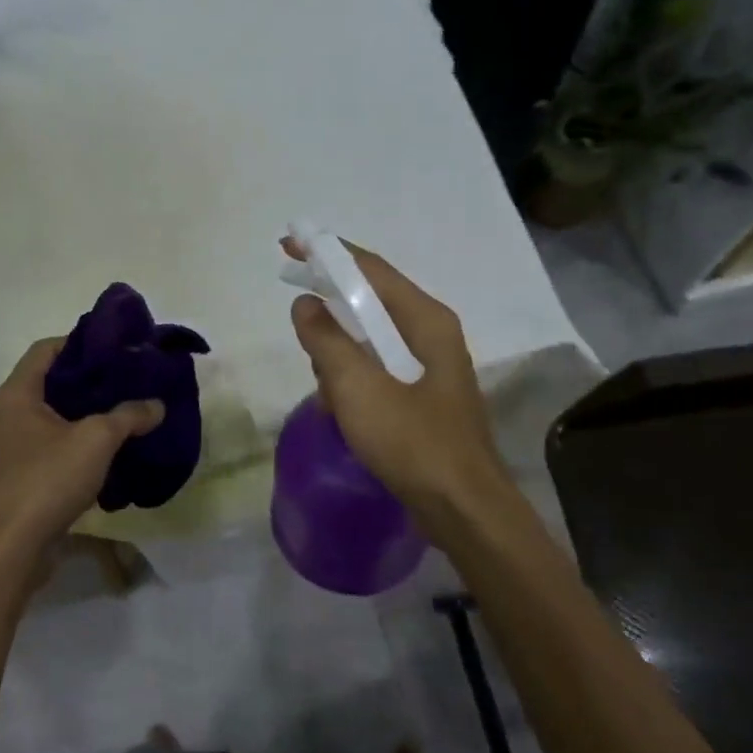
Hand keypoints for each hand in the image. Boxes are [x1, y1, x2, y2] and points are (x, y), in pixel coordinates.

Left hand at [0, 337, 165, 563]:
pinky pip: (54, 448)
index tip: (116, 348)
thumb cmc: (47, 479)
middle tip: (129, 380)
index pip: (46, 348)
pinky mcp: (21, 478)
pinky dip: (80, 445)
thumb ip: (129, 416)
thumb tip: (156, 405)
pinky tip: (110, 454)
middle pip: (52, 383)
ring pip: (55, 419)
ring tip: (126, 414)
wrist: (11, 548)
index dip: (80, 342)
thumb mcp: (96, 440)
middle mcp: (9, 415)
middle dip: (91, 381)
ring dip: (87, 416)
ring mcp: (12, 449)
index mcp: (18, 394)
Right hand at [286, 240, 511, 535]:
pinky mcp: (423, 397)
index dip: (328, 252)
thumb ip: (327, 341)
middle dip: (331, 304)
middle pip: (372, 301)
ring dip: (340, 353)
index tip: (290, 244)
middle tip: (295, 304)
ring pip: (372, 340)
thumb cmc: (413, 442)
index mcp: (425, 320)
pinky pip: (377, 371)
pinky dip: (353, 380)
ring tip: (322, 385)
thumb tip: (305, 304)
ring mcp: (430, 368)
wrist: (462, 509)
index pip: (371, 269)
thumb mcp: (358, 388)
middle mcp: (431, 334)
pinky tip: (337, 408)